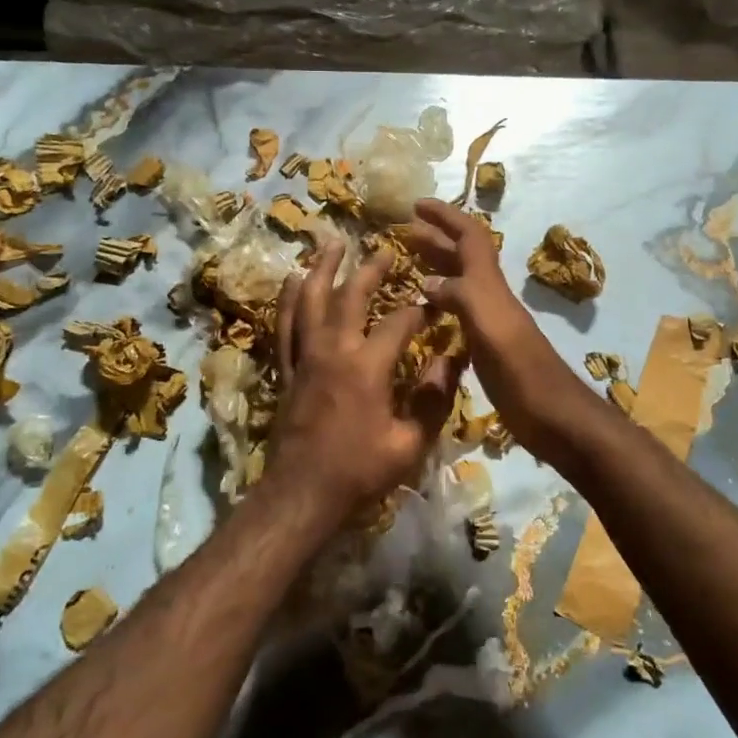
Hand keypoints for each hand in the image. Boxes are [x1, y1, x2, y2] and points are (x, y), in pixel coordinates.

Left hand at [266, 240, 463, 522]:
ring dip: (322, 268)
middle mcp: (333, 350)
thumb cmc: (360, 471)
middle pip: (350, 295)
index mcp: (367, 366)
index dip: (421, 311)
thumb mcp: (410, 443)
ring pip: (310, 299)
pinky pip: (284, 325)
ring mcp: (304, 356)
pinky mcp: (286, 369)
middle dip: (370, 269)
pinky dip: (288, 299)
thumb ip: (434, 398)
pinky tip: (291, 281)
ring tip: (332, 242)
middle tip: (385, 248)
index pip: (400, 322)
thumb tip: (453, 360)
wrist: (302, 495)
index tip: (435, 306)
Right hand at [405, 201, 575, 458]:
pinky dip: (439, 302)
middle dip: (435, 237)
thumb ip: (460, 297)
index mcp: (490, 286)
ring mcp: (490, 322)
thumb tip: (426, 281)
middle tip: (403, 231)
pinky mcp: (487, 346)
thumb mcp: (489, 326)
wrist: (552, 415)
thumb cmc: (521, 371)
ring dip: (436, 266)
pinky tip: (425, 311)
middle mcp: (490, 297)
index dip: (445, 216)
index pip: (469, 236)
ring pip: (460, 282)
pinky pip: (458, 312)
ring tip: (407, 263)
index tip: (416, 204)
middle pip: (463, 256)